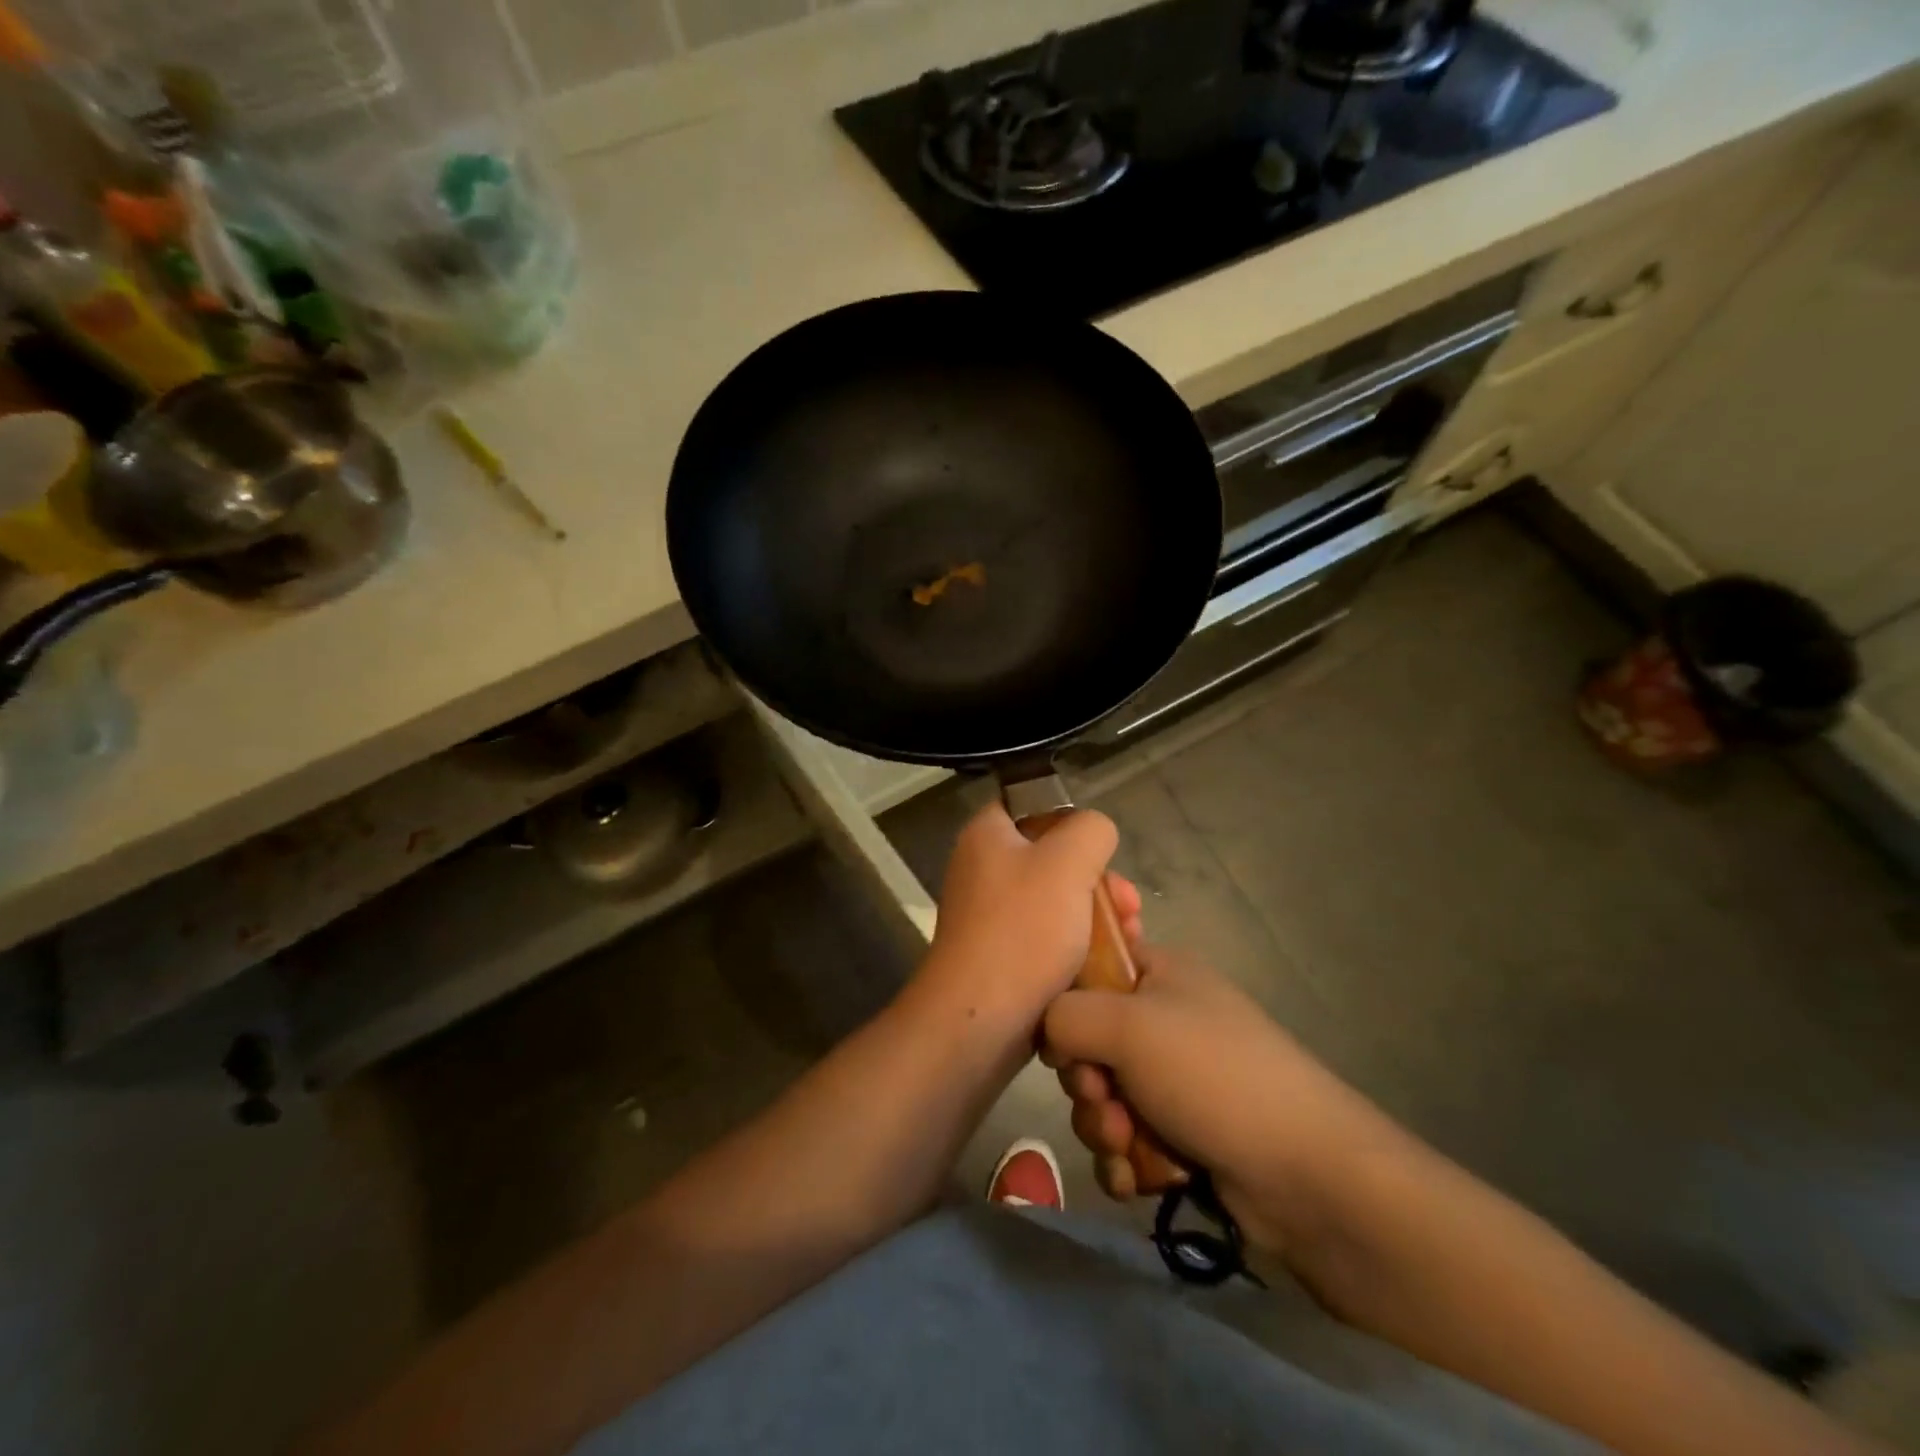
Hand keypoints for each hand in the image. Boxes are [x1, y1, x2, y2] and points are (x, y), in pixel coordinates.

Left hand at [918, 801, 1140, 1032]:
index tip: (1099, 849)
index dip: (1069, 820)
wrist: (979, 1020)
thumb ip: (1090, 830)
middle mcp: (982, 869)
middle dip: (1100, 880)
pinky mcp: (1001, 955)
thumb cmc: (1023, 930)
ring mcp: (990, 915)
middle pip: (1053, 857)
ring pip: (1057, 901)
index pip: (1029, 804)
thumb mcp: (1068, 863)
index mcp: (986, 835)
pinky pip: (1047, 937)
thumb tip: (1094, 833)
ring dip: (1098, 916)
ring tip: (1131, 939)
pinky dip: (1078, 946)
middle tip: (1130, 905)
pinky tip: (1110, 966)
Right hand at [1043, 946, 1390, 1249]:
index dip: (1067, 1000)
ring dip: (1103, 1127)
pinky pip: (1126, 1141)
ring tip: (1127, 1146)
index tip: (1063, 1035)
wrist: (1306, 1175)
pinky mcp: (1184, 1134)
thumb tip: (1051, 1038)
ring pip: (1103, 1097)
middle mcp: (1166, 1020)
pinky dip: (1124, 1161)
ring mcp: (1177, 1080)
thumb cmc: (1212, 1075)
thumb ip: (1064, 1016)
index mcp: (1160, 973)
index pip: (1092, 967)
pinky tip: (1136, 1179)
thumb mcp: (1127, 1025)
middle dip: (1086, 1081)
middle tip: (1104, 1099)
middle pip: (1089, 1041)